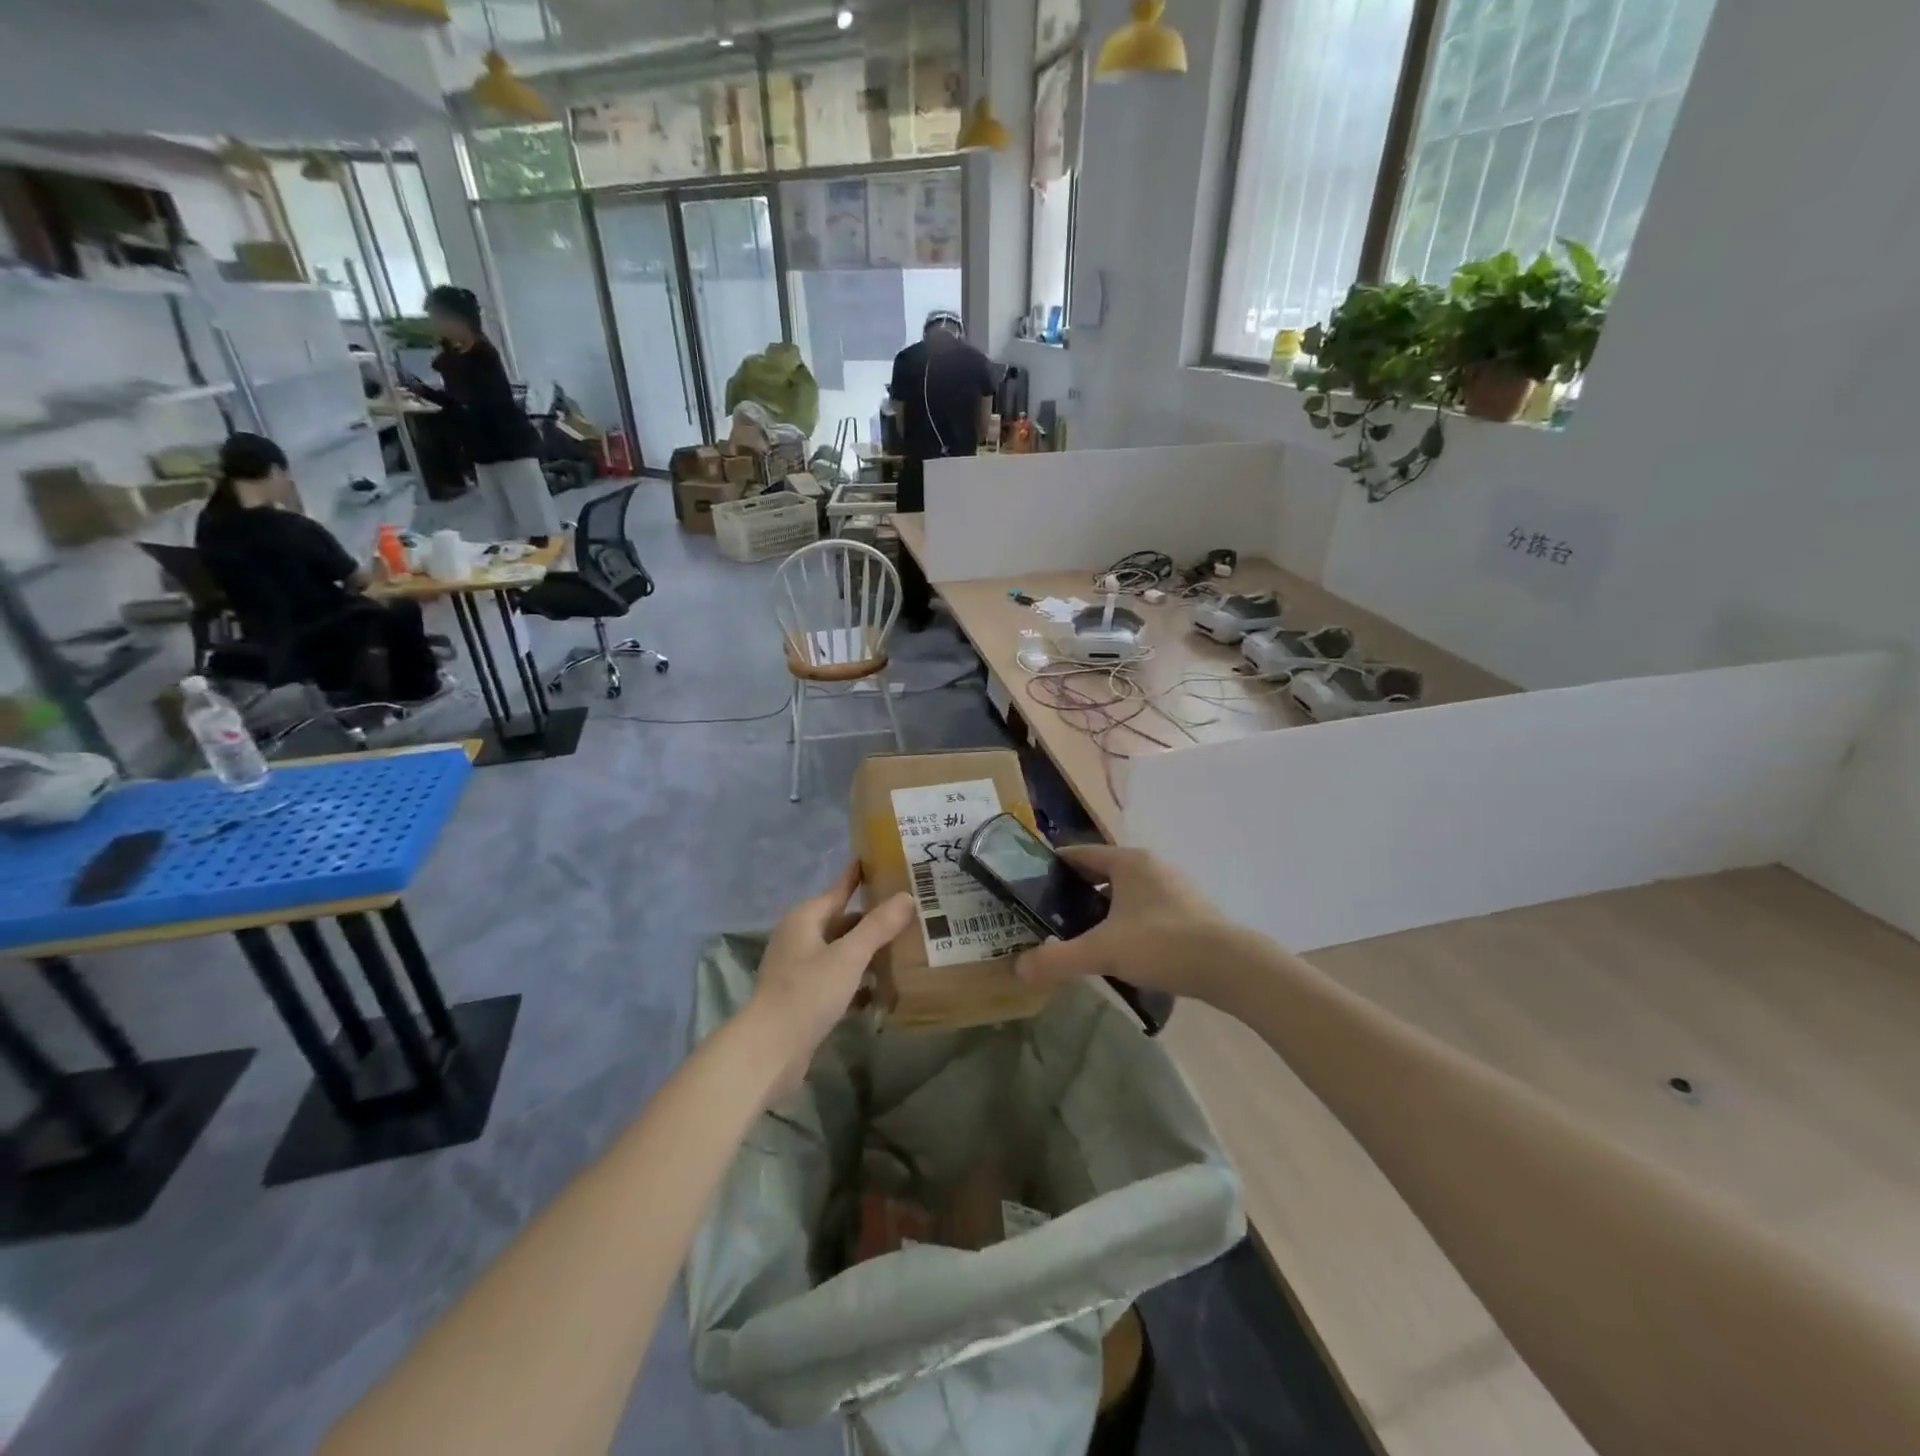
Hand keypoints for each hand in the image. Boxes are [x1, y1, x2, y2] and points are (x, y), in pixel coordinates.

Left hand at [748, 863, 913, 1097]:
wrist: (769, 1051)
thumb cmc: (807, 993)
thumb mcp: (848, 956)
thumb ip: (879, 926)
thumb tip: (907, 896)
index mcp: (805, 918)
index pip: (839, 888)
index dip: (860, 876)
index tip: (883, 861)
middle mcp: (800, 938)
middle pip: (843, 922)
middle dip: (874, 921)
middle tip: (910, 914)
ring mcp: (800, 970)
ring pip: (841, 953)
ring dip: (868, 954)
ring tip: (905, 951)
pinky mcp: (804, 999)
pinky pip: (838, 981)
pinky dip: (858, 983)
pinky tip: (883, 992)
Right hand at [1014, 845, 1244, 1005]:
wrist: (1231, 967)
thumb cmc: (1162, 943)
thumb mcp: (1103, 951)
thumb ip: (1059, 959)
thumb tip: (1019, 969)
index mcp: (1129, 862)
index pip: (1080, 853)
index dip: (1054, 866)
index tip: (1031, 883)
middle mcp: (1152, 866)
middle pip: (1103, 872)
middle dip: (1076, 891)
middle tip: (1052, 914)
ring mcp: (1174, 887)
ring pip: (1126, 892)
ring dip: (1103, 908)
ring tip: (1082, 933)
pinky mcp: (1190, 911)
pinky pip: (1146, 908)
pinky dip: (1127, 921)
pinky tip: (1122, 948)